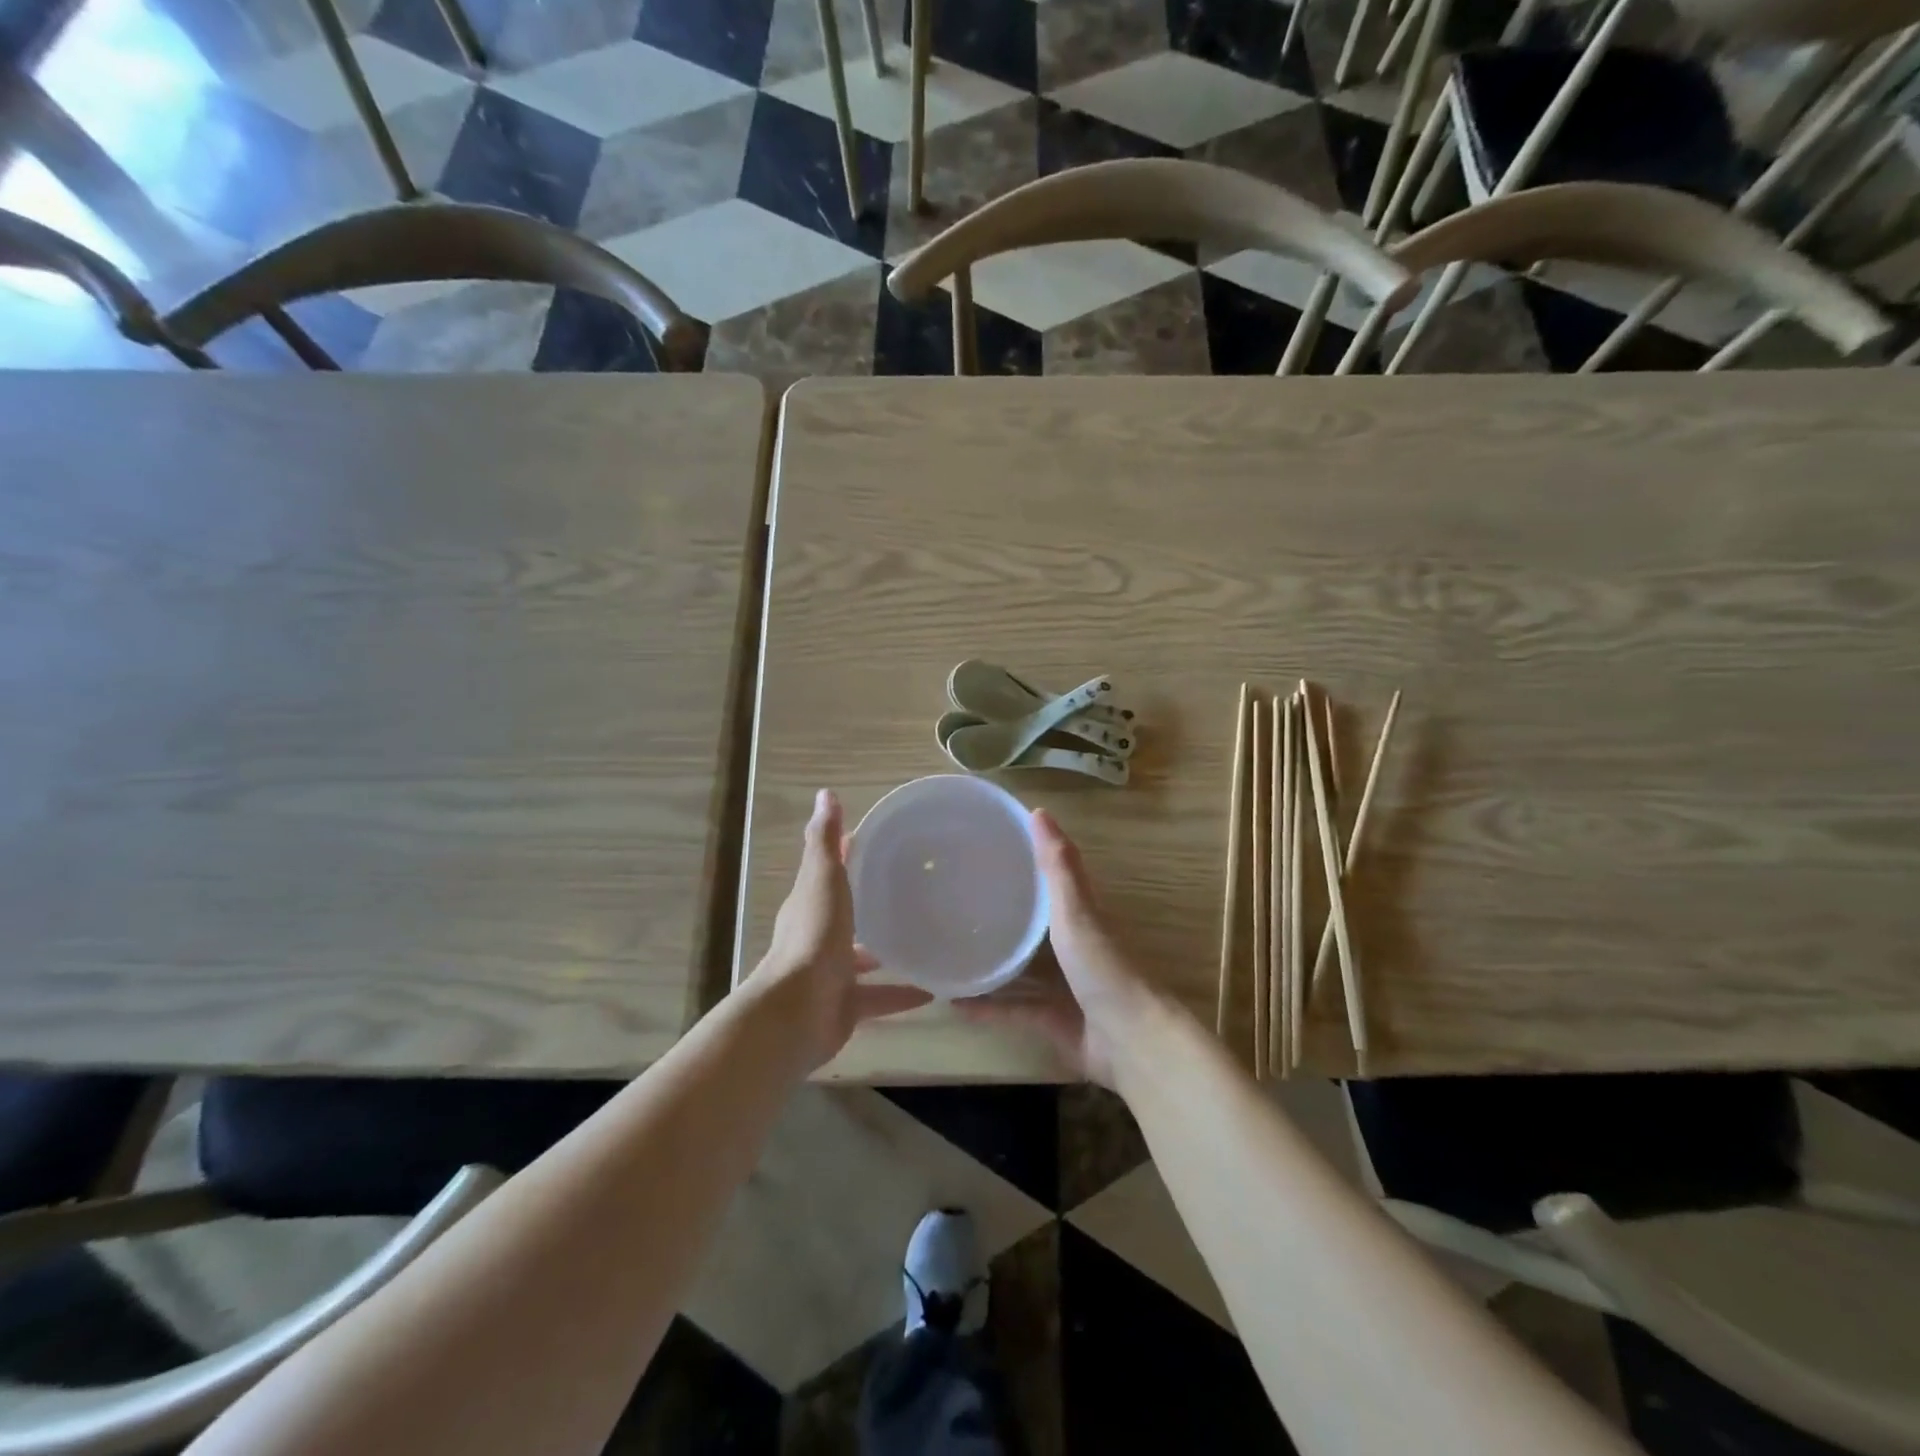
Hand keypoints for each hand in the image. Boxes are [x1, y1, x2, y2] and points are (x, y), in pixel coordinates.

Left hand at [743, 789, 931, 1071]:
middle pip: (848, 915)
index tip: (880, 843)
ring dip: (889, 950)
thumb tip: (825, 793)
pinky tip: (934, 990)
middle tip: (915, 891)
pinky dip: (902, 994)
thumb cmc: (813, 936)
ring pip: (864, 958)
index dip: (849, 856)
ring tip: (929, 938)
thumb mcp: (822, 879)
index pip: (830, 872)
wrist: (798, 1010)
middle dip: (872, 904)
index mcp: (811, 904)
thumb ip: (824, 840)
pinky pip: (879, 997)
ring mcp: (831, 974)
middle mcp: (818, 937)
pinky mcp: (846, 1006)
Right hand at [956, 809, 1156, 1087]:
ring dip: (991, 960)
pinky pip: (1013, 1009)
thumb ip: (1057, 866)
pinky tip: (954, 1004)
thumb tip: (1038, 810)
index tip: (988, 844)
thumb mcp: (1076, 910)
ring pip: (1020, 967)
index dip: (1027, 859)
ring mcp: (1062, 984)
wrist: (1130, 1041)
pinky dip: (987, 1007)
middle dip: (1002, 911)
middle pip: (1033, 921)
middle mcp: (1073, 945)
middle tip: (956, 897)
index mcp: (1081, 914)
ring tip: (949, 948)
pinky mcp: (1052, 1019)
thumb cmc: (1102, 967)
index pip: (1052, 877)